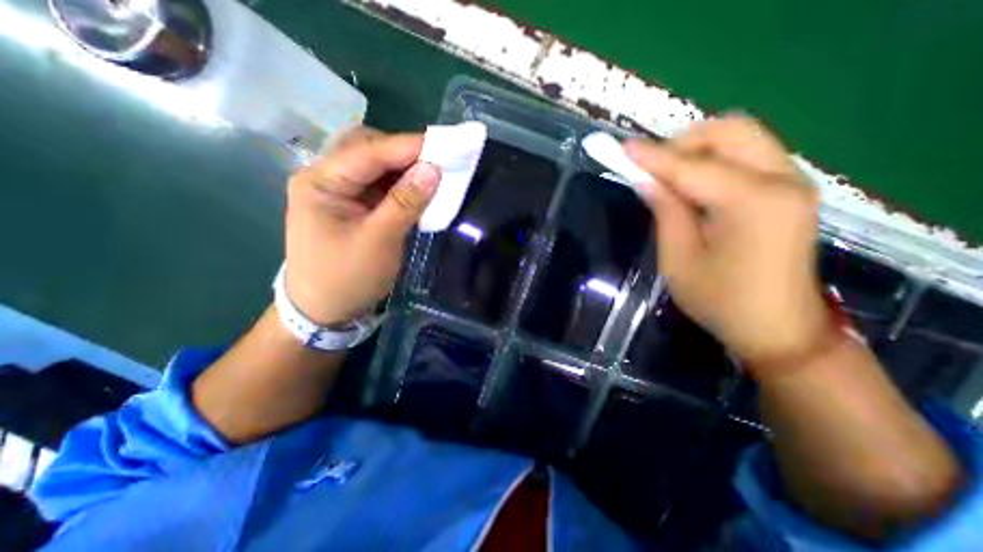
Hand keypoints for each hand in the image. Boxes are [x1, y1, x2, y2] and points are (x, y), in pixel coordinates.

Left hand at [282, 127, 440, 327]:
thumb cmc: (347, 278)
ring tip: (433, 174)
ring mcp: (340, 192)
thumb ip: (405, 202)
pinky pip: (380, 186)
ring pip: (376, 167)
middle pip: (367, 149)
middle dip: (404, 153)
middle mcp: (326, 178)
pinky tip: (418, 190)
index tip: (444, 144)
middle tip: (438, 162)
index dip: (408, 146)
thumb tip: (433, 169)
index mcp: (320, 182)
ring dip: (405, 169)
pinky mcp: (353, 206)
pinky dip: (401, 186)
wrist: (324, 310)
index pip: (368, 152)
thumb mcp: (379, 240)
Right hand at [630, 115, 827, 365]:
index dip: (652, 156)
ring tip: (670, 177)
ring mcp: (793, 182)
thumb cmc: (721, 300)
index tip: (622, 147)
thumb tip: (646, 179)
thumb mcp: (679, 259)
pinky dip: (716, 159)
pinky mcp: (790, 191)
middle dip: (683, 142)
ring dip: (700, 148)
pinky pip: (749, 155)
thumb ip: (666, 211)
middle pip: (730, 131)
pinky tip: (695, 184)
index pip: (691, 166)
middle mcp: (782, 180)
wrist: (779, 328)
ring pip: (742, 137)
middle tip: (653, 167)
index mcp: (751, 202)